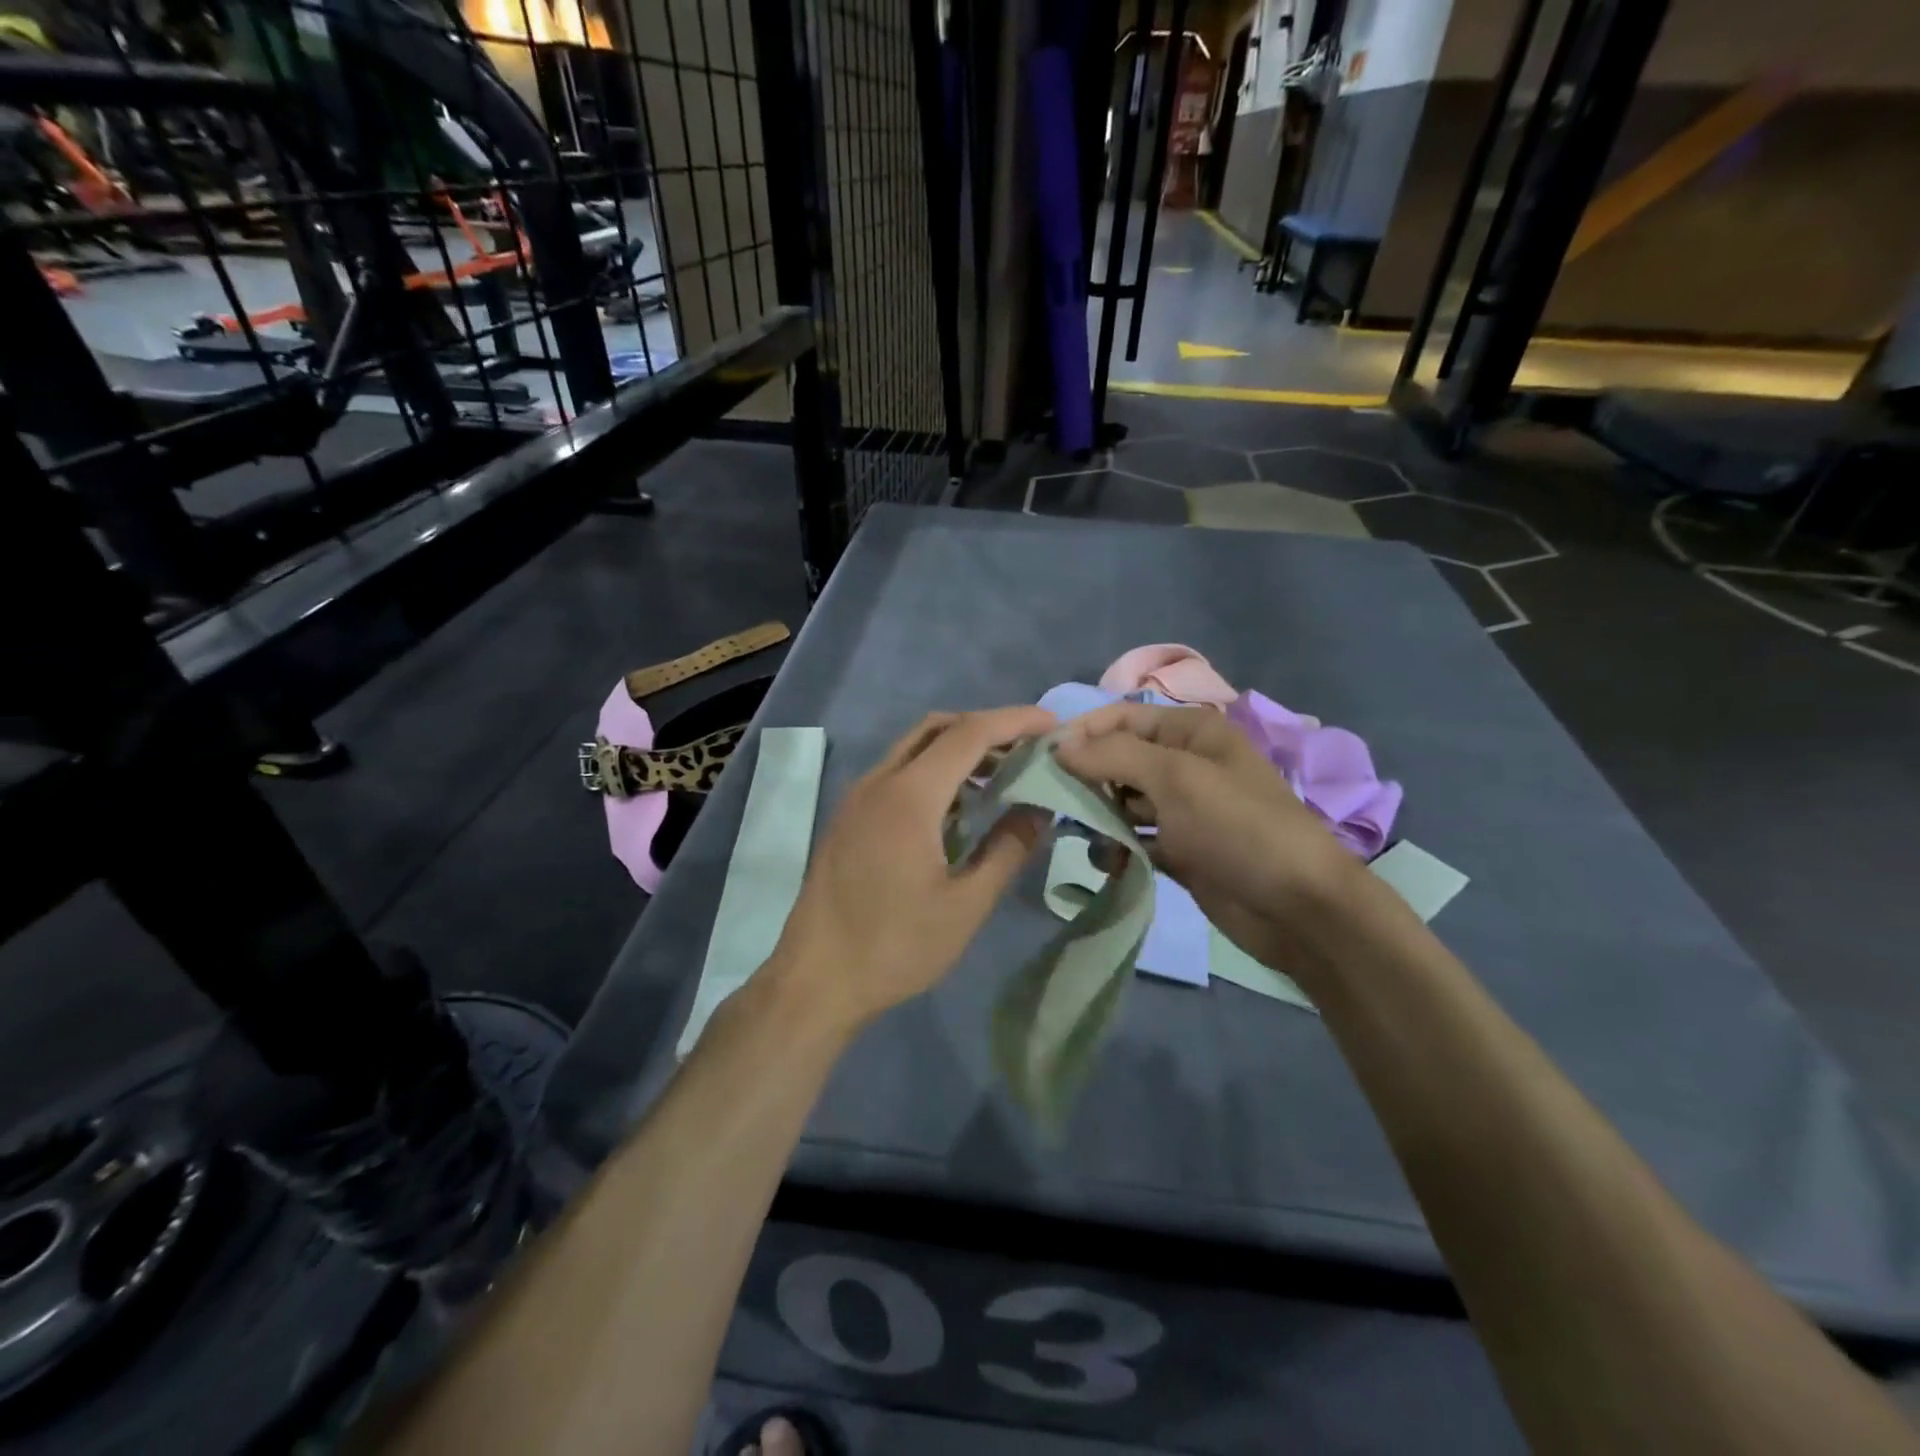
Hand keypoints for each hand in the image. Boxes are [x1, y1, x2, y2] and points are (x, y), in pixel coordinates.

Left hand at [771, 707, 1055, 1031]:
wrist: (815, 979)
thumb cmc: (895, 947)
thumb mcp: (965, 906)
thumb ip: (1007, 850)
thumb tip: (1039, 810)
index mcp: (909, 796)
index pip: (969, 734)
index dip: (1015, 721)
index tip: (1053, 724)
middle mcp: (879, 782)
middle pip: (938, 728)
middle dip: (987, 727)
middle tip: (1030, 748)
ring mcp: (858, 797)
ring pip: (914, 747)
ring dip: (959, 748)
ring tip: (1003, 774)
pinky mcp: (849, 816)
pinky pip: (898, 772)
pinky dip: (934, 770)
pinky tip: (959, 805)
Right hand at [1055, 702, 1366, 973]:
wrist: (1297, 908)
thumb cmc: (1238, 828)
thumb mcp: (1175, 779)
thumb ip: (1113, 755)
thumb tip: (1059, 745)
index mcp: (1191, 731)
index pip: (1121, 716)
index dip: (1082, 732)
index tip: (1042, 759)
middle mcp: (1185, 763)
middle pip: (1118, 758)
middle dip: (1087, 778)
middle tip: (1057, 803)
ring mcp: (1183, 808)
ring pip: (1123, 800)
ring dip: (1100, 816)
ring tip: (1084, 836)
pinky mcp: (1181, 849)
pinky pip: (1135, 838)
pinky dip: (1119, 848)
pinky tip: (1111, 863)